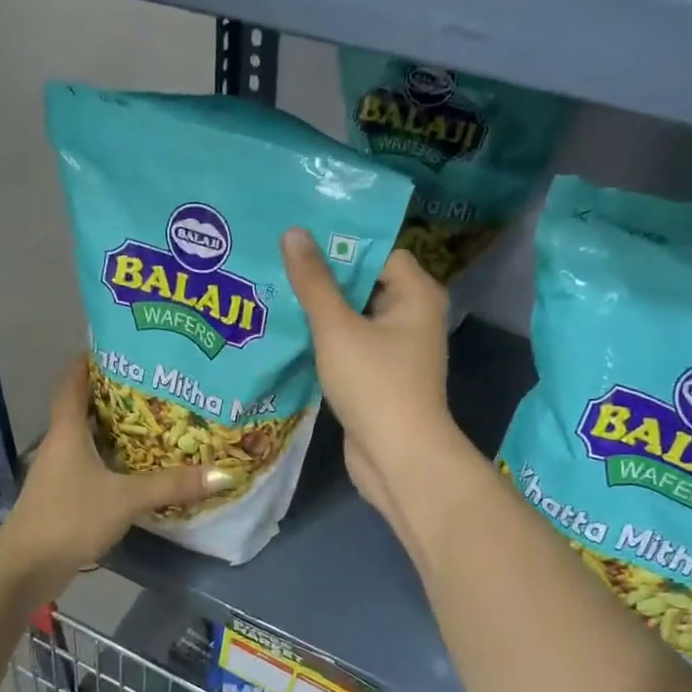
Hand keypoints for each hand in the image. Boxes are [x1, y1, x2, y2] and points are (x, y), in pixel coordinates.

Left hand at [2, 357, 232, 573]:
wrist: (25, 568)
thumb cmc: (70, 518)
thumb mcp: (126, 499)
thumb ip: (172, 485)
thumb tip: (223, 473)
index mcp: (67, 431)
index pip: (73, 382)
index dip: (89, 360)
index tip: (117, 343)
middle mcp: (60, 444)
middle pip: (85, 407)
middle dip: (115, 392)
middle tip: (154, 380)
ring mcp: (59, 472)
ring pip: (89, 437)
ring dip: (116, 427)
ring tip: (155, 417)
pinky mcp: (64, 495)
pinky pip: (92, 464)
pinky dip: (113, 457)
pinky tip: (139, 465)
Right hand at [281, 228, 460, 521]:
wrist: (399, 458)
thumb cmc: (375, 384)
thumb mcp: (337, 328)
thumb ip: (314, 282)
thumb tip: (294, 233)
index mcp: (416, 294)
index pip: (379, 252)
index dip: (340, 245)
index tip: (298, 240)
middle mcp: (413, 316)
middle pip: (364, 283)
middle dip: (323, 277)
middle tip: (277, 262)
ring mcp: (397, 349)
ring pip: (354, 317)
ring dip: (320, 310)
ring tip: (274, 292)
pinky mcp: (379, 376)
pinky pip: (350, 345)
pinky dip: (325, 340)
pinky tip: (289, 333)